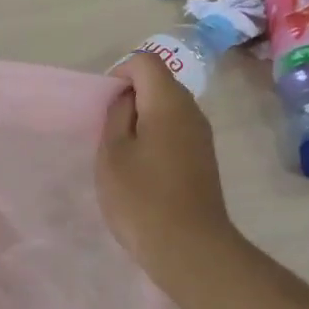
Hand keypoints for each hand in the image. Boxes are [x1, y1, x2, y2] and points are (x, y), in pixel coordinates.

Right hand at [97, 52, 241, 286]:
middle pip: (160, 83)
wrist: (190, 247)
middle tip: (108, 130)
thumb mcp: (113, 153)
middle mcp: (192, 111)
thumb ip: (117, 116)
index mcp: (169, 102)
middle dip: (130, 98)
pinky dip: (155, 139)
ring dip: (142, 121)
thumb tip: (127, 100)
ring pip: (168, 110)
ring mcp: (201, 136)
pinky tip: (141, 170)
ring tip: (121, 153)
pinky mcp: (203, 159)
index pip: (146, 61)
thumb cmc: (142, 197)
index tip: (105, 105)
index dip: (120, 73)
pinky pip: (176, 132)